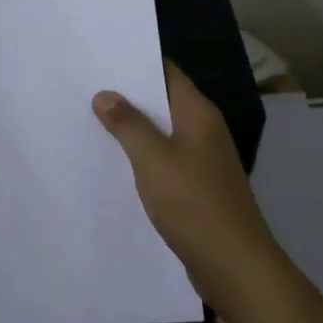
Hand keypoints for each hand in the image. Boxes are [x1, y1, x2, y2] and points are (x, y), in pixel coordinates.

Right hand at [93, 62, 284, 309]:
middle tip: (87, 87)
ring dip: (135, 127)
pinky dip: (144, 155)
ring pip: (164, 132)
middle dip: (129, 95)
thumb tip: (105, 94)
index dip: (137, 62)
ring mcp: (204, 160)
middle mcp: (204, 130)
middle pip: (164, 101)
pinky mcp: (199, 186)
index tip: (103, 57)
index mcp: (199, 114)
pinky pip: (167, 159)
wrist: (235, 265)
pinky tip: (117, 162)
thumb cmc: (194, 204)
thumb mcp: (153, 160)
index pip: (167, 73)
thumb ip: (128, 125)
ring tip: (93, 119)